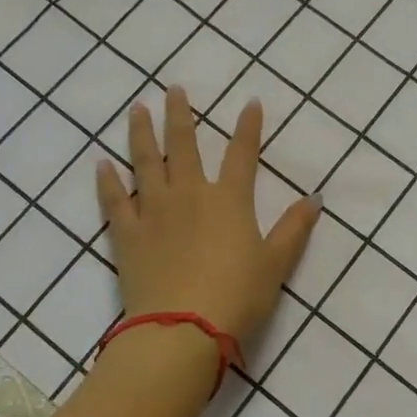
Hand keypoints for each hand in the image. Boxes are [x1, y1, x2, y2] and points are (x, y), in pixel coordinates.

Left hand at [95, 87, 319, 344]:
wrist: (182, 328)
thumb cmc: (237, 295)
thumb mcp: (275, 263)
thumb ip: (294, 228)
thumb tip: (315, 199)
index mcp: (229, 200)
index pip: (242, 154)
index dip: (248, 127)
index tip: (251, 102)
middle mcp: (189, 194)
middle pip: (184, 145)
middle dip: (181, 114)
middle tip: (173, 88)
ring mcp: (154, 211)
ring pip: (146, 162)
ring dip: (142, 133)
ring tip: (137, 108)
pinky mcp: (127, 234)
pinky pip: (114, 201)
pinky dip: (107, 182)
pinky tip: (101, 164)